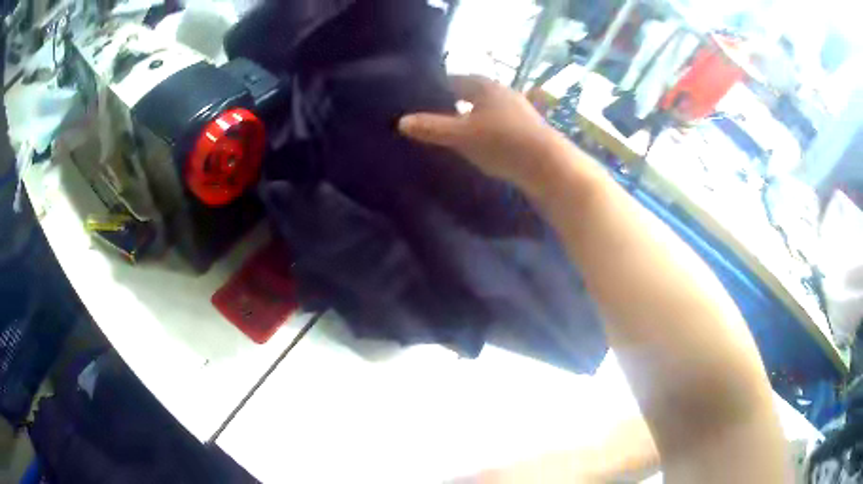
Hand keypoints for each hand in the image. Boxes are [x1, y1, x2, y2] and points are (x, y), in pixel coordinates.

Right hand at [398, 75, 567, 194]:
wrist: (550, 167)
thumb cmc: (503, 142)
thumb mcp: (462, 136)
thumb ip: (432, 128)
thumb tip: (401, 121)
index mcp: (485, 86)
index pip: (453, 80)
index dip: (434, 88)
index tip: (416, 101)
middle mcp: (502, 93)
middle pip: (469, 95)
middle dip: (450, 104)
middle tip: (428, 119)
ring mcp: (517, 111)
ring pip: (484, 111)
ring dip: (468, 120)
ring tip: (448, 134)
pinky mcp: (525, 130)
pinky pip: (496, 125)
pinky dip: (483, 132)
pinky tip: (476, 146)